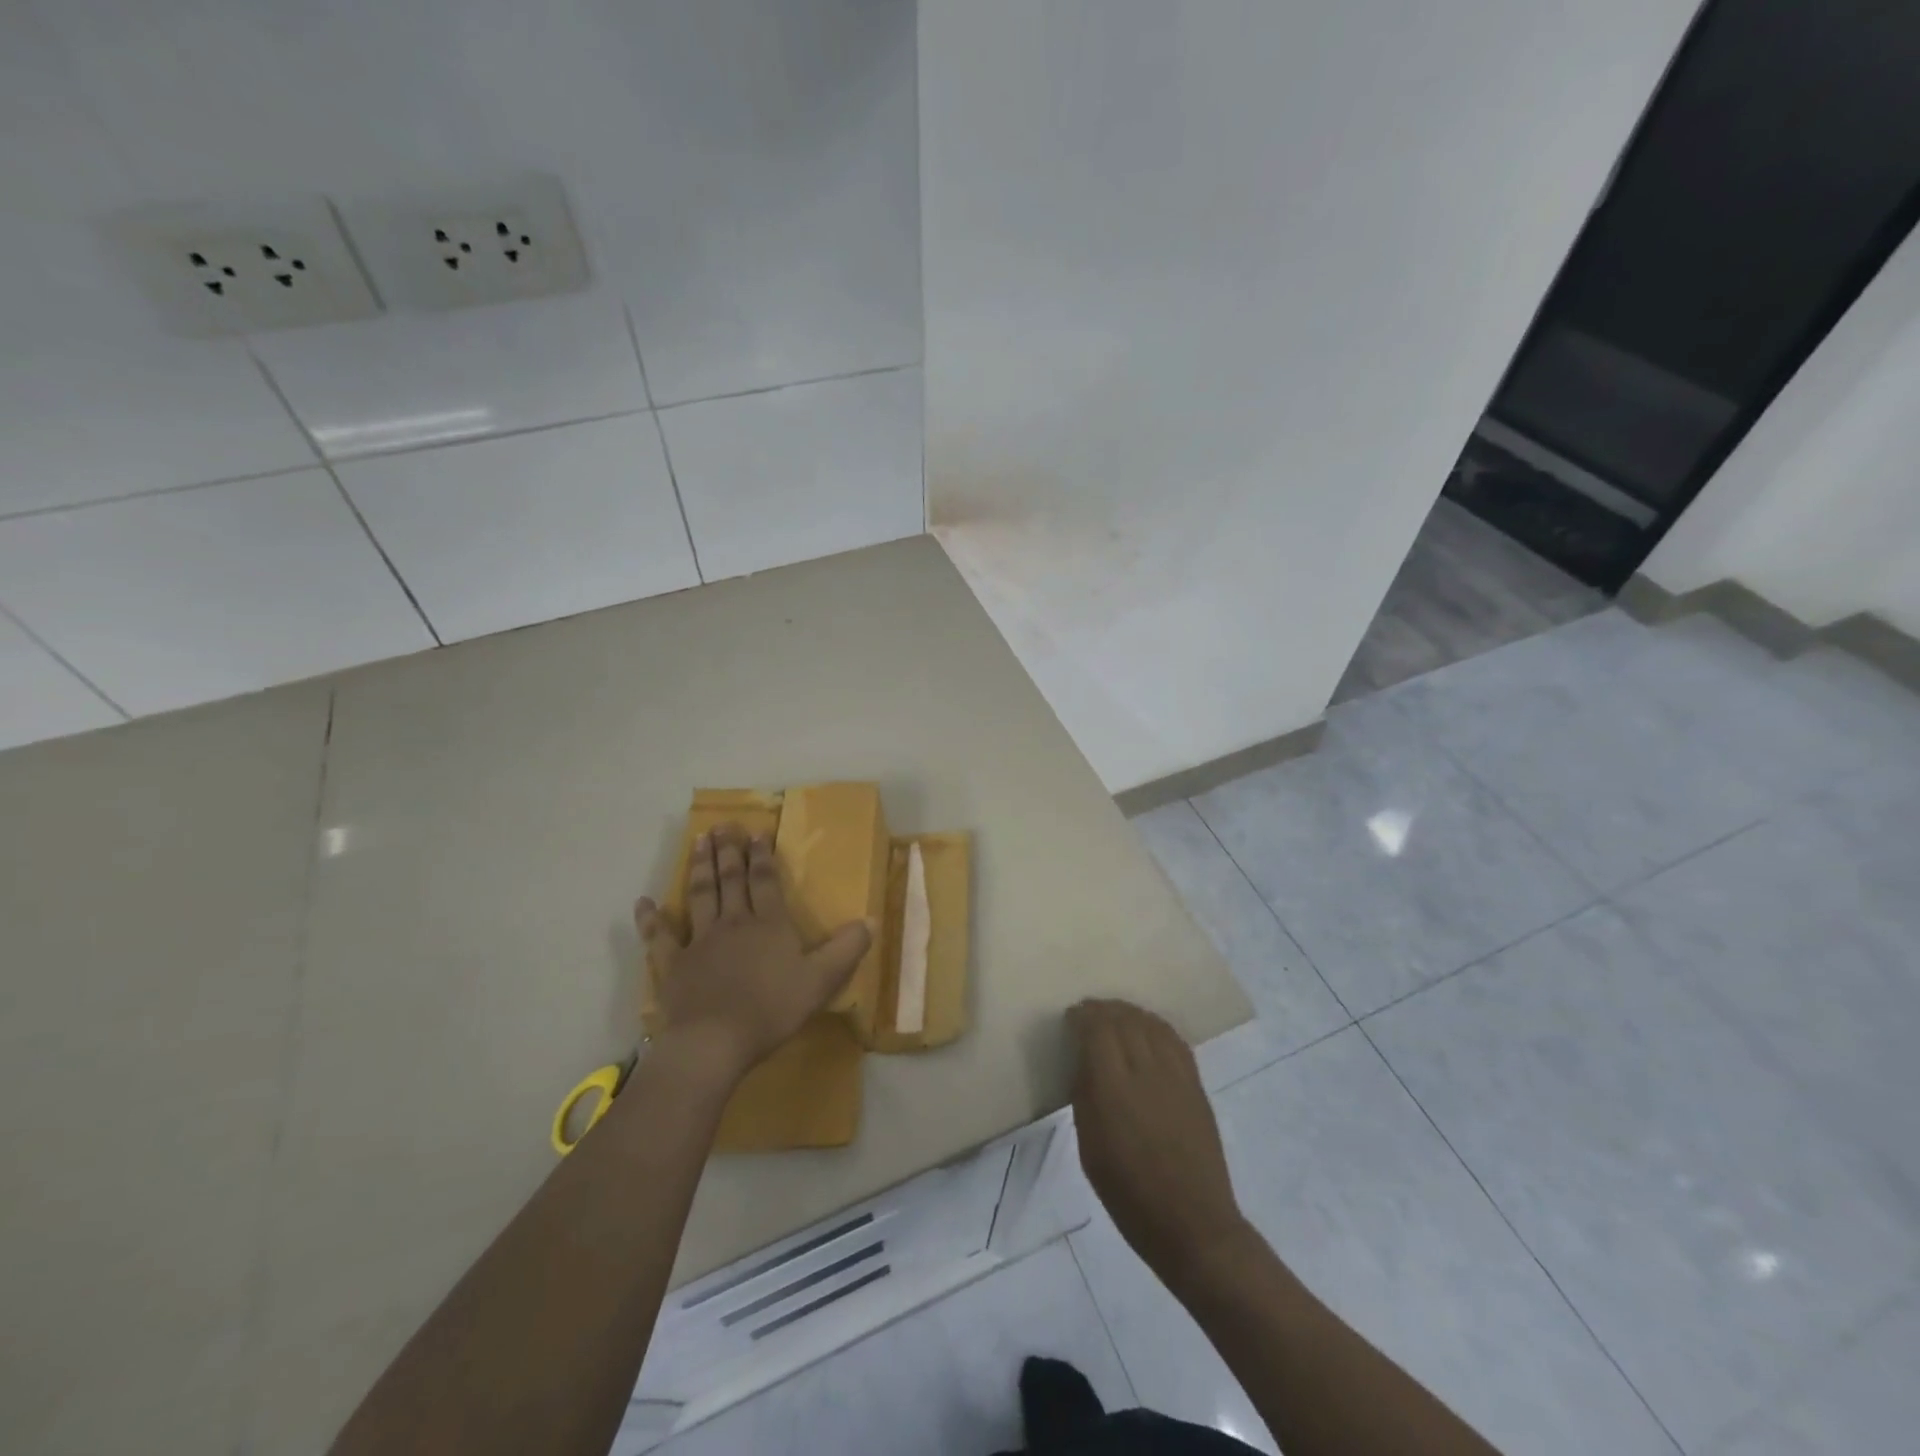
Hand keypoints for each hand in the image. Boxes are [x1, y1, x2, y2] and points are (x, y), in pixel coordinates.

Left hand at [638, 824, 872, 1088]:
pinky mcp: (673, 964)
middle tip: (723, 825)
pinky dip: (651, 919)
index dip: (762, 856)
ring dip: (699, 867)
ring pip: (700, 895)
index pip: (765, 881)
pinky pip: (659, 937)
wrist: (715, 1041)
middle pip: (730, 880)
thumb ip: (847, 949)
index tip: (757, 832)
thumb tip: (871, 920)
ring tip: (698, 840)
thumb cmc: (772, 1009)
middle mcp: (733, 923)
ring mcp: (699, 941)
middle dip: (728, 851)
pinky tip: (644, 902)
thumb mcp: (822, 980)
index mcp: (768, 924)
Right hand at [1069, 999, 1251, 1279]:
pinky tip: (1147, 1030)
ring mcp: (1176, 1075)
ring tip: (1115, 1016)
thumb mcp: (1090, 1148)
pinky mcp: (1196, 1084)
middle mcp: (1146, 1071)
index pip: (1097, 1030)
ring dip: (1129, 1013)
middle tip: (1088, 1013)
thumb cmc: (1129, 1194)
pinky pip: (1173, 1039)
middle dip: (1103, 1010)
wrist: (1193, 1224)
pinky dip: (1155, 1026)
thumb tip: (1084, 1062)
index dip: (1083, 1016)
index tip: (1071, 1017)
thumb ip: (1085, 1097)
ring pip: (1150, 1023)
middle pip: (1124, 1019)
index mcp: (1113, 1089)